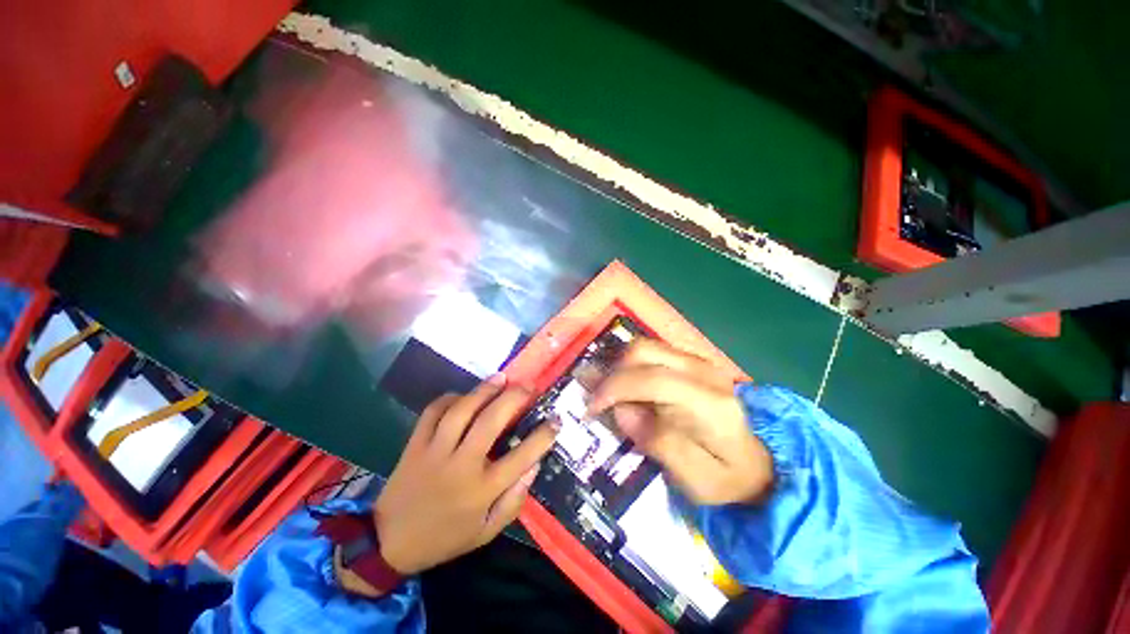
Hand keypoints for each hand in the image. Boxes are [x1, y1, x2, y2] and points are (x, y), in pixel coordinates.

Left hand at [369, 375, 557, 575]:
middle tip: (528, 385)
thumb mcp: (486, 532)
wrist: (389, 543)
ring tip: (501, 378)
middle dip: (514, 398)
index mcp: (482, 490)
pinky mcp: (415, 444)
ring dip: (484, 390)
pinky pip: (433, 412)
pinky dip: (449, 398)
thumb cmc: (445, 538)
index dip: (543, 436)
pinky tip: (463, 395)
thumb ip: (513, 501)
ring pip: (462, 411)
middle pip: (491, 422)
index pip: (522, 457)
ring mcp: (435, 452)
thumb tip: (534, 466)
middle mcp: (461, 465)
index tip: (556, 419)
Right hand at [588, 340, 772, 504]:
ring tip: (610, 395)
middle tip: (600, 401)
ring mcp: (698, 360)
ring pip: (643, 347)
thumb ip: (660, 444)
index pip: (652, 379)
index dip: (614, 389)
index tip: (592, 408)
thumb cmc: (727, 478)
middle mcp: (703, 370)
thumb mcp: (696, 480)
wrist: (759, 462)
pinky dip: (630, 366)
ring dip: (619, 368)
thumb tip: (622, 410)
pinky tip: (627, 388)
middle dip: (613, 373)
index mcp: (709, 402)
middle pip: (642, 351)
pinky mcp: (690, 360)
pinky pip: (650, 352)